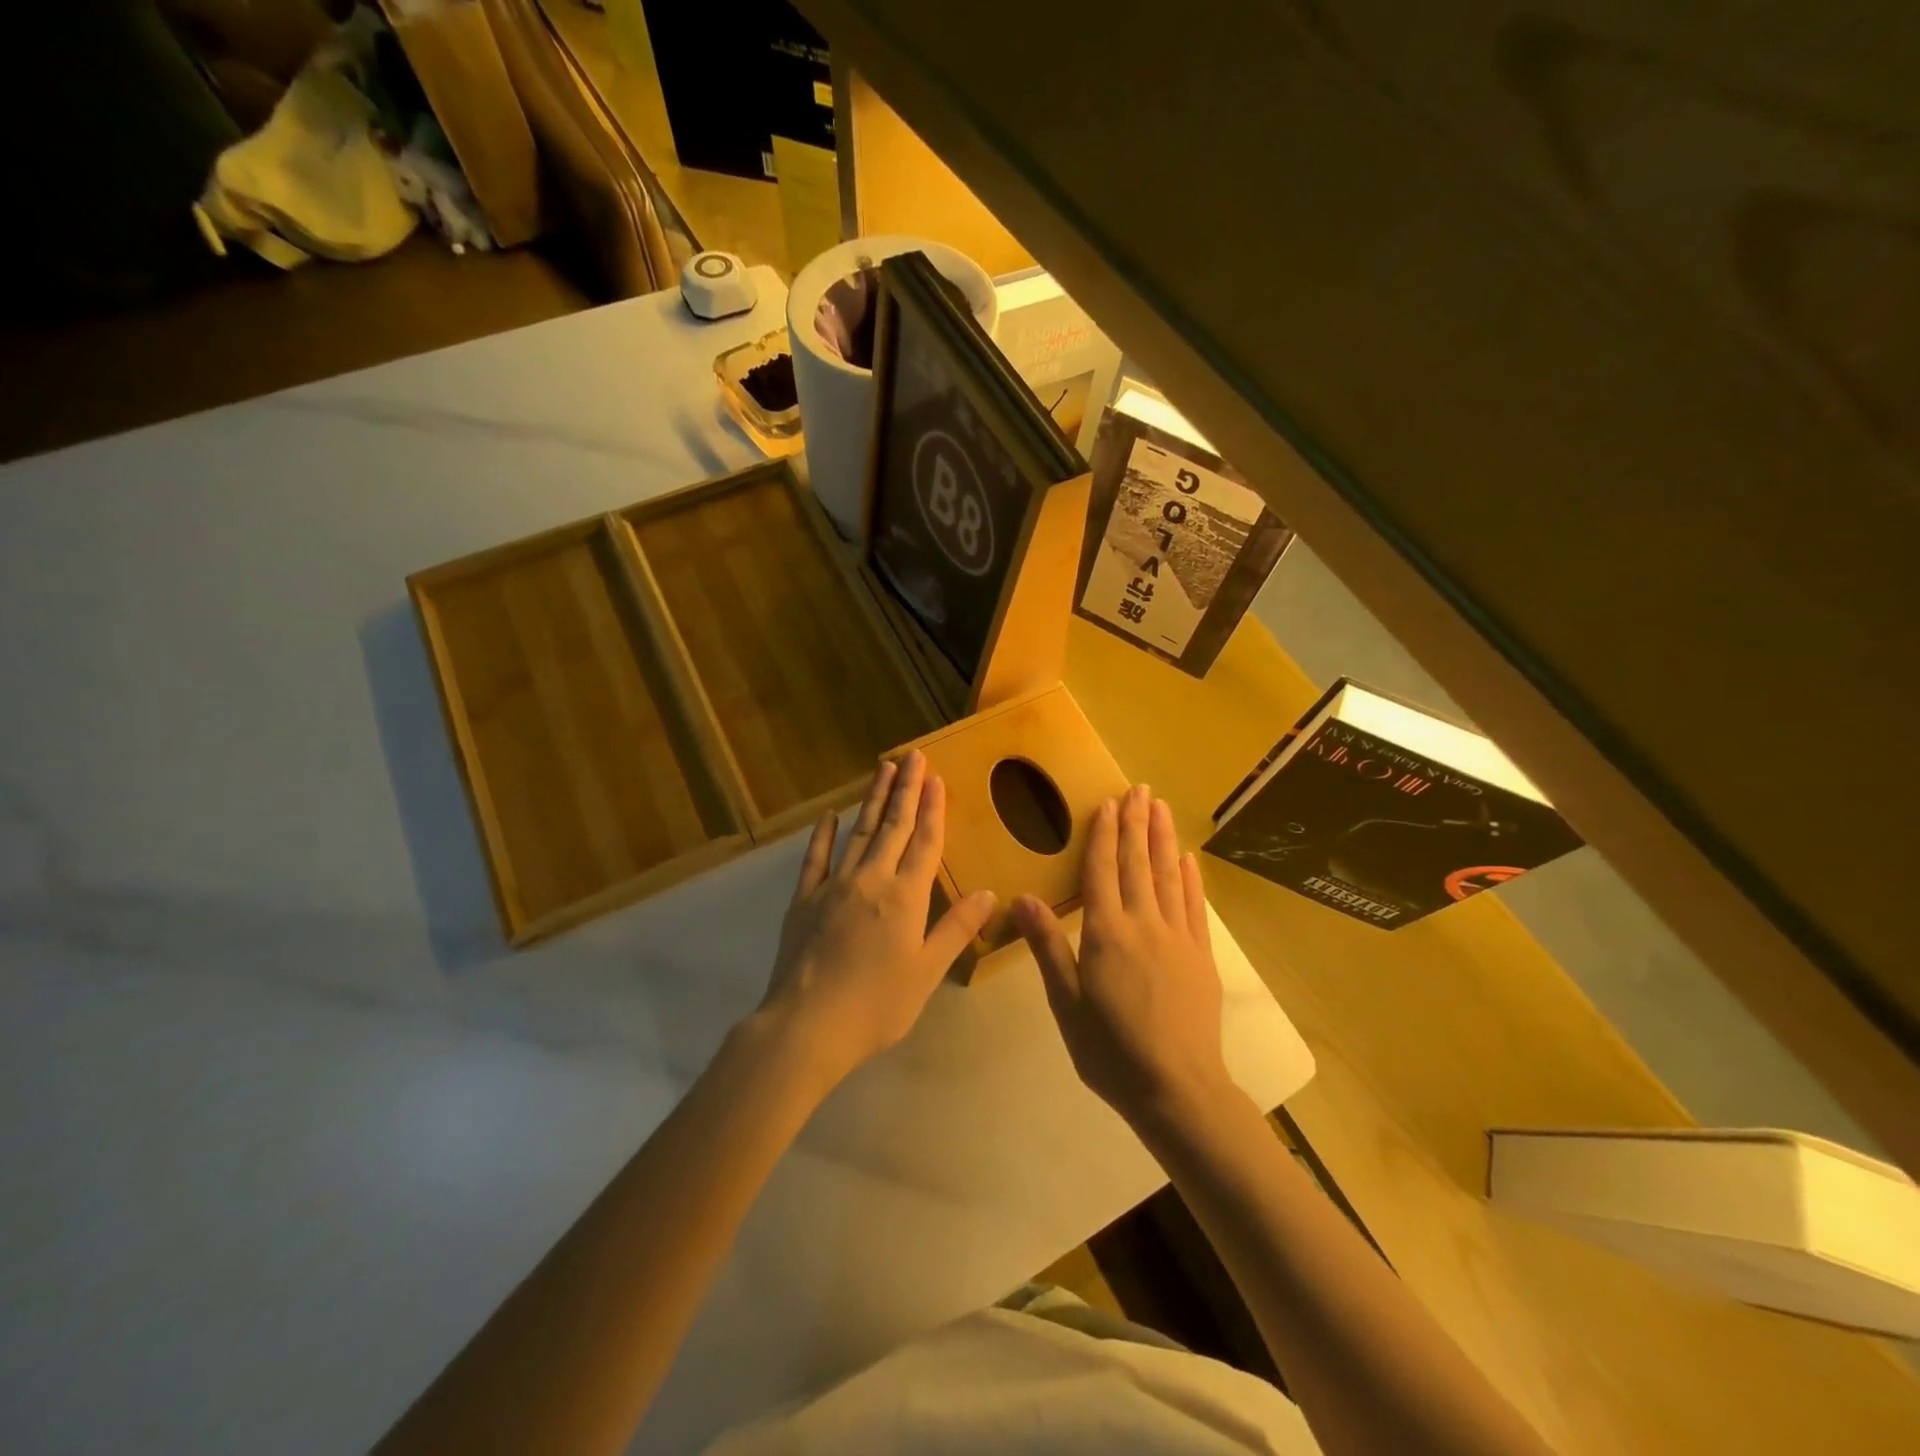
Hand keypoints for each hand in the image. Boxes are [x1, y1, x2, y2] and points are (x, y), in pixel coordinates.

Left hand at [754, 750, 996, 1091]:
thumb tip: (988, 893)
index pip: (924, 841)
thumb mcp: (927, 972)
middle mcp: (871, 879)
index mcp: (905, 897)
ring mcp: (834, 885)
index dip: (933, 808)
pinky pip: (816, 858)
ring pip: (859, 832)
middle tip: (913, 756)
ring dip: (873, 799)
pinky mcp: (804, 899)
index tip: (936, 777)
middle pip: (893, 826)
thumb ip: (956, 929)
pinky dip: (824, 834)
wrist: (807, 1024)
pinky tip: (830, 815)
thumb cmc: (877, 1005)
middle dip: (906, 789)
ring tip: (883, 769)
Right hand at [1014, 784, 1232, 1128]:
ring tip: (1161, 807)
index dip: (1103, 835)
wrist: (1177, 1089)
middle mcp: (1144, 924)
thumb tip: (1021, 898)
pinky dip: (1190, 878)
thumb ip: (1047, 946)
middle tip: (1138, 789)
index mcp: (1106, 933)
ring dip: (1163, 838)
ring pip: (1168, 876)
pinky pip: (1194, 906)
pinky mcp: (1201, 956)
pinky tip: (1188, 858)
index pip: (1102, 871)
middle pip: (1137, 864)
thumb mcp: (1066, 1003)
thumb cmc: (1110, 1050)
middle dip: (1136, 824)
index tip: (1108, 804)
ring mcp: (1177, 938)